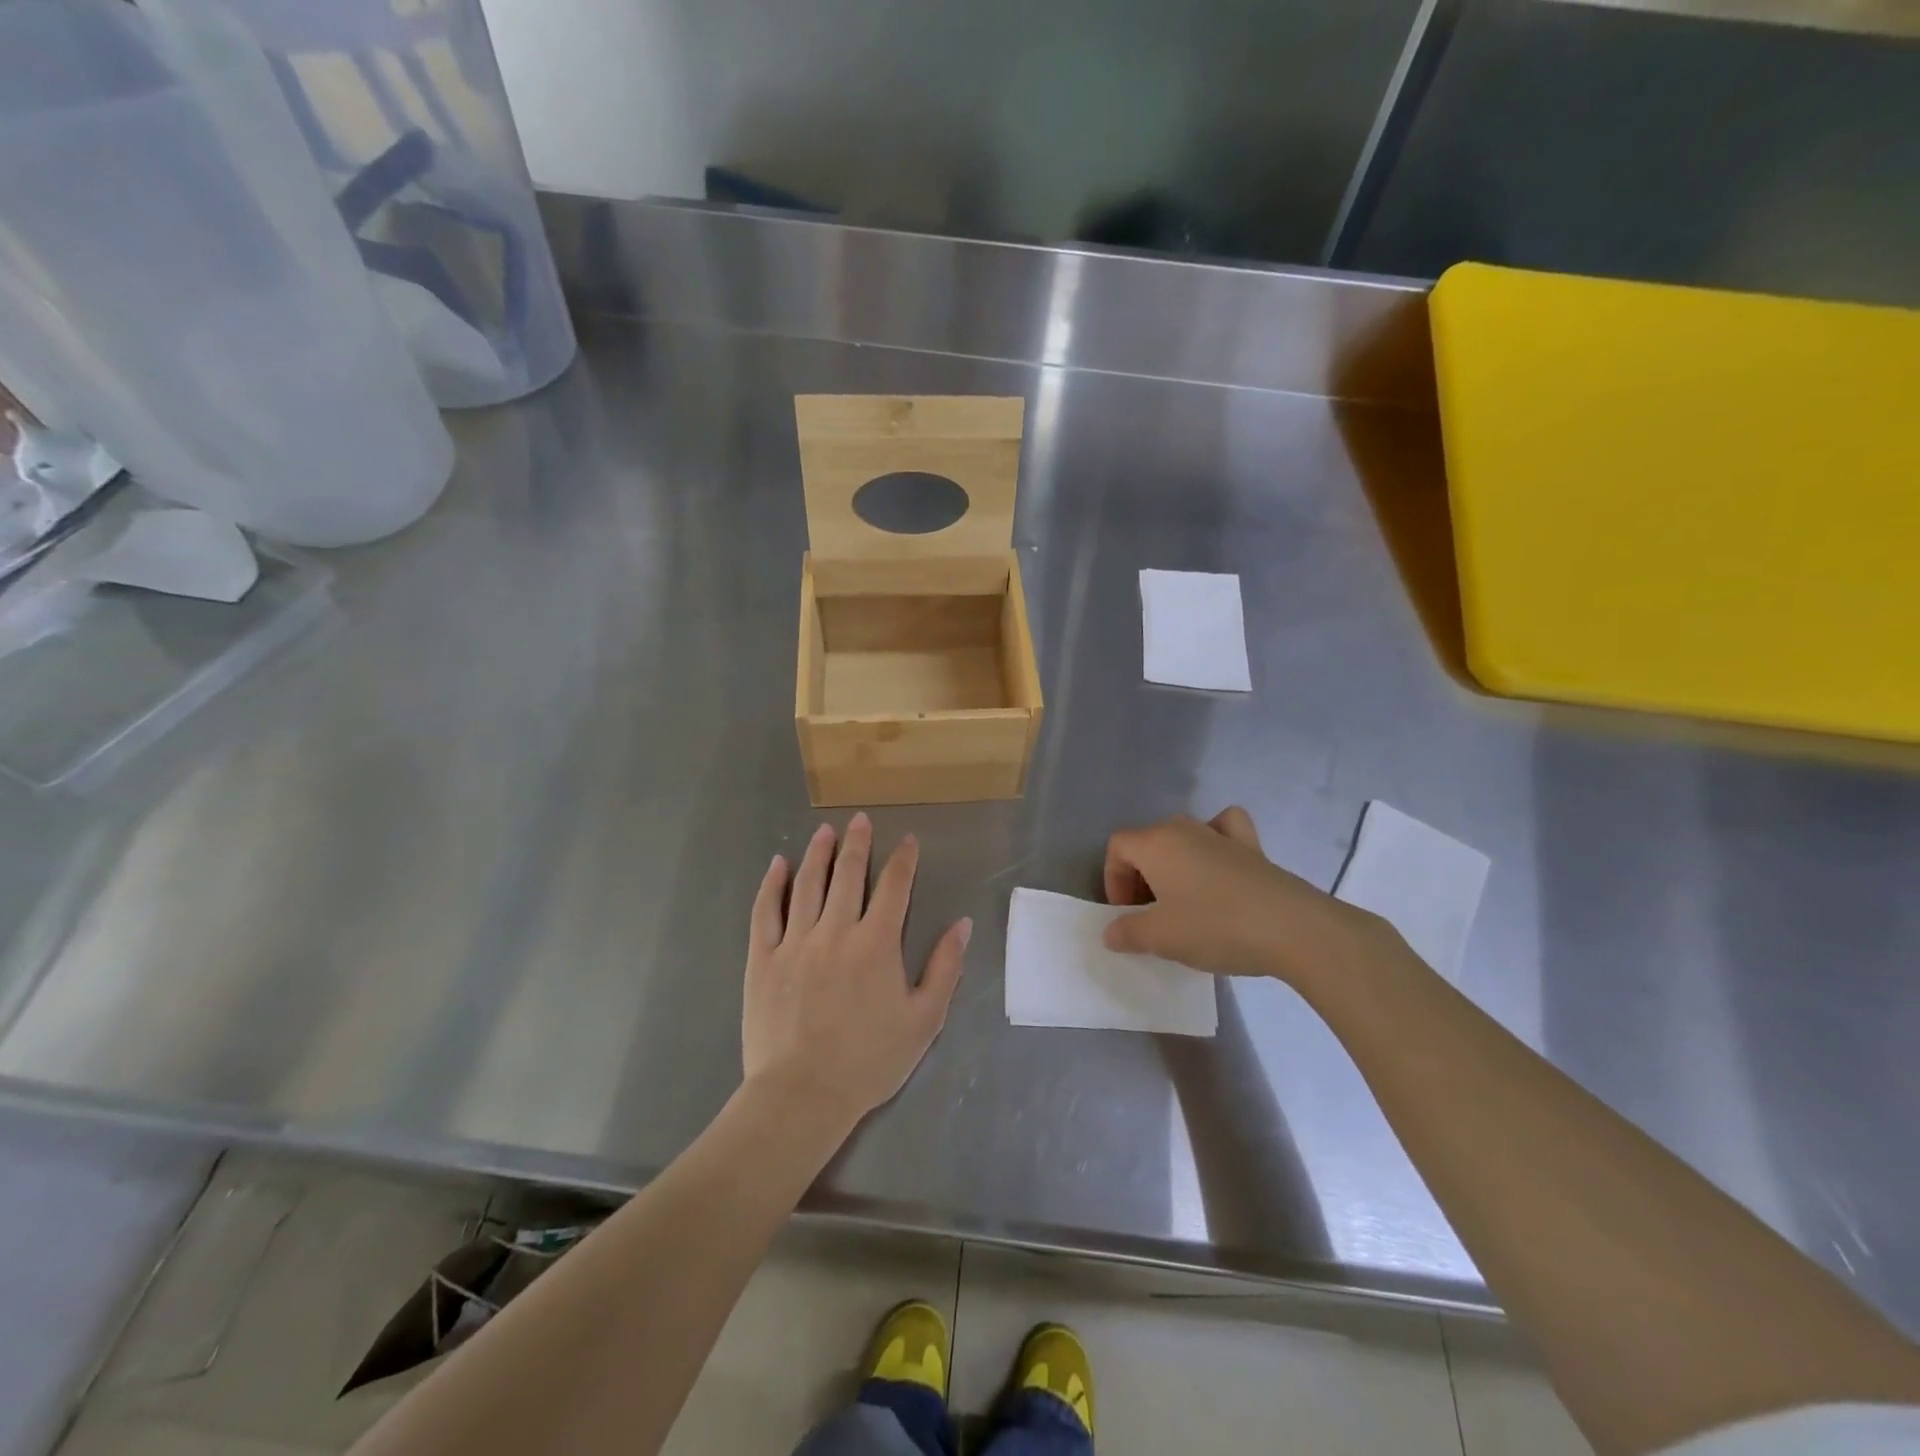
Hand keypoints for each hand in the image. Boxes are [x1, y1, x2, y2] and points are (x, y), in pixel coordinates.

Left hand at [743, 814, 970, 1131]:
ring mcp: (796, 941)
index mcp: (877, 942)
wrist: (803, 1094)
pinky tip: (778, 865)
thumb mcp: (924, 1020)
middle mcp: (836, 930)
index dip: (903, 860)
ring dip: (818, 853)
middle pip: (848, 874)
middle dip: (858, 843)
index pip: (894, 887)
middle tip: (861, 820)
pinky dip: (773, 884)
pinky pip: (767, 911)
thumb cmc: (869, 1060)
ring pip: (808, 884)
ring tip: (825, 831)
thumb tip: (961, 924)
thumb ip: (945, 967)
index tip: (908, 840)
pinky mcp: (764, 958)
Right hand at [1102, 807, 1397, 985]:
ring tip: (1182, 900)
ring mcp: (1222, 835)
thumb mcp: (1161, 938)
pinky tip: (1219, 863)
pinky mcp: (1254, 849)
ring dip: (1173, 864)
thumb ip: (1127, 932)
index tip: (1126, 915)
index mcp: (1156, 843)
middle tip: (1149, 915)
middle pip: (1148, 842)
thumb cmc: (1214, 927)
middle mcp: (1185, 829)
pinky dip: (1217, 840)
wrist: (1292, 929)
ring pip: (1183, 836)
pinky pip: (1225, 830)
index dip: (1113, 879)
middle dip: (1140, 876)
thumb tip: (1111, 932)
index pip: (1118, 847)